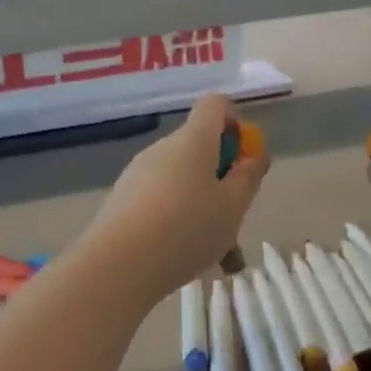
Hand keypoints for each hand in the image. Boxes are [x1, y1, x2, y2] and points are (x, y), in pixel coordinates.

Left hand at [83, 95, 268, 299]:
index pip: (216, 105)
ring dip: (205, 212)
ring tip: (220, 258)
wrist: (118, 266)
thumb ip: (248, 177)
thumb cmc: (187, 229)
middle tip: (235, 222)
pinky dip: (180, 224)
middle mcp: (162, 149)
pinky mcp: (123, 201)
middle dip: (224, 182)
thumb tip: (252, 156)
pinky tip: (188, 260)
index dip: (236, 124)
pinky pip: (162, 204)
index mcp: (193, 140)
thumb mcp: (233, 206)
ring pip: (184, 184)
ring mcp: (138, 175)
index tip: (245, 161)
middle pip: (201, 150)